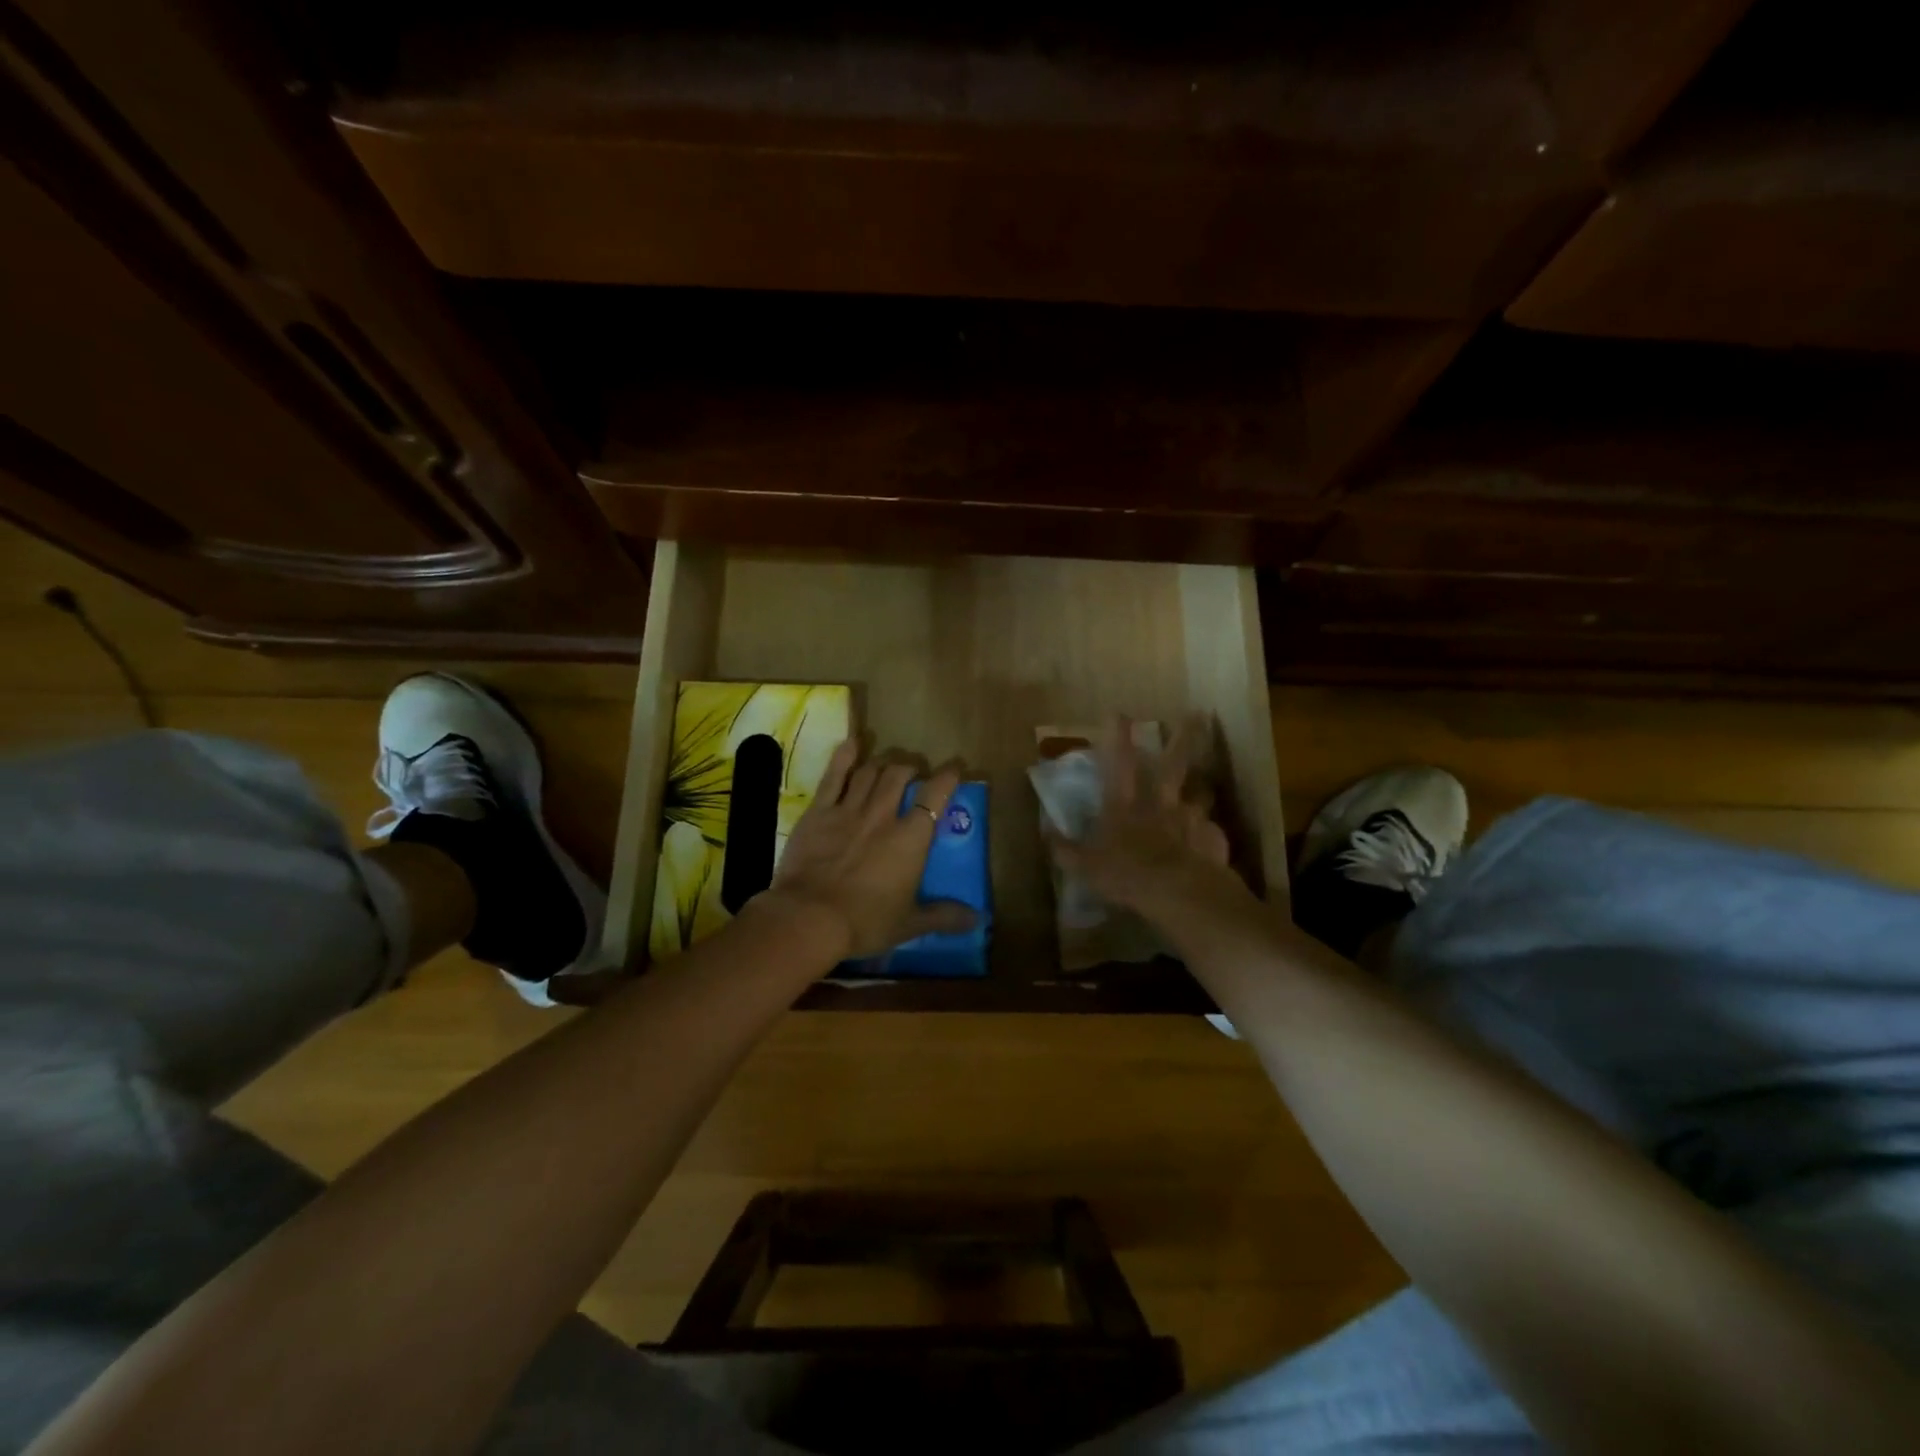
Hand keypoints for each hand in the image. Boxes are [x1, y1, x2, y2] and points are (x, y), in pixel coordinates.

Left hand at [757, 739, 978, 959]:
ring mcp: (849, 809)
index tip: (954, 768)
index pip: (936, 796)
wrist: (808, 918)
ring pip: (870, 771)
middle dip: (911, 766)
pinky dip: (844, 756)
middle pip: (900, 775)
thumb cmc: (864, 922)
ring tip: (888, 763)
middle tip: (914, 770)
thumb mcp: (909, 924)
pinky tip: (852, 743)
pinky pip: (833, 776)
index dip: (947, 778)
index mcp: (911, 839)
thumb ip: (944, 916)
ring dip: (883, 762)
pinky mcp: (819, 811)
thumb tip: (978, 920)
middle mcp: (883, 815)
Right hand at [1047, 715, 1244, 920]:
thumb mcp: (1084, 867)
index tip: (1120, 713)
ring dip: (1203, 787)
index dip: (1118, 737)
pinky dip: (1210, 833)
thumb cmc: (1126, 875)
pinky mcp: (1213, 840)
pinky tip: (1210, 839)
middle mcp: (1161, 803)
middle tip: (1197, 715)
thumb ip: (1065, 849)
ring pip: (1202, 793)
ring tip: (1205, 784)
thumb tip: (1047, 834)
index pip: (1119, 763)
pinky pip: (1212, 832)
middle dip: (1184, 738)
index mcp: (1125, 805)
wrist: (1178, 894)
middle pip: (1174, 764)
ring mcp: (1191, 819)